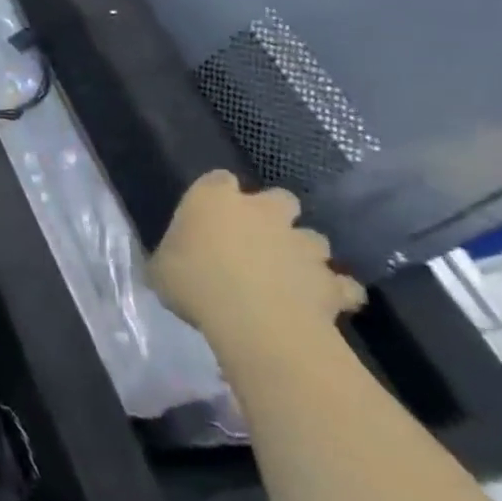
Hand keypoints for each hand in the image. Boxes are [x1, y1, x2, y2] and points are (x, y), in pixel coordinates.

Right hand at [150, 171, 364, 357]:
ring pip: (313, 239)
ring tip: (290, 275)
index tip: (209, 216)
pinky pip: (341, 284)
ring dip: (304, 253)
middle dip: (275, 215)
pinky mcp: (331, 281)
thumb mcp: (160, 271)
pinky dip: (335, 291)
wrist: (255, 321)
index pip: (218, 180)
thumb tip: (169, 263)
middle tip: (258, 240)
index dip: (216, 196)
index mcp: (214, 199)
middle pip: (279, 198)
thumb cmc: (195, 283)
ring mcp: (302, 244)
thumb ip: (168, 259)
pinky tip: (324, 304)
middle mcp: (263, 212)